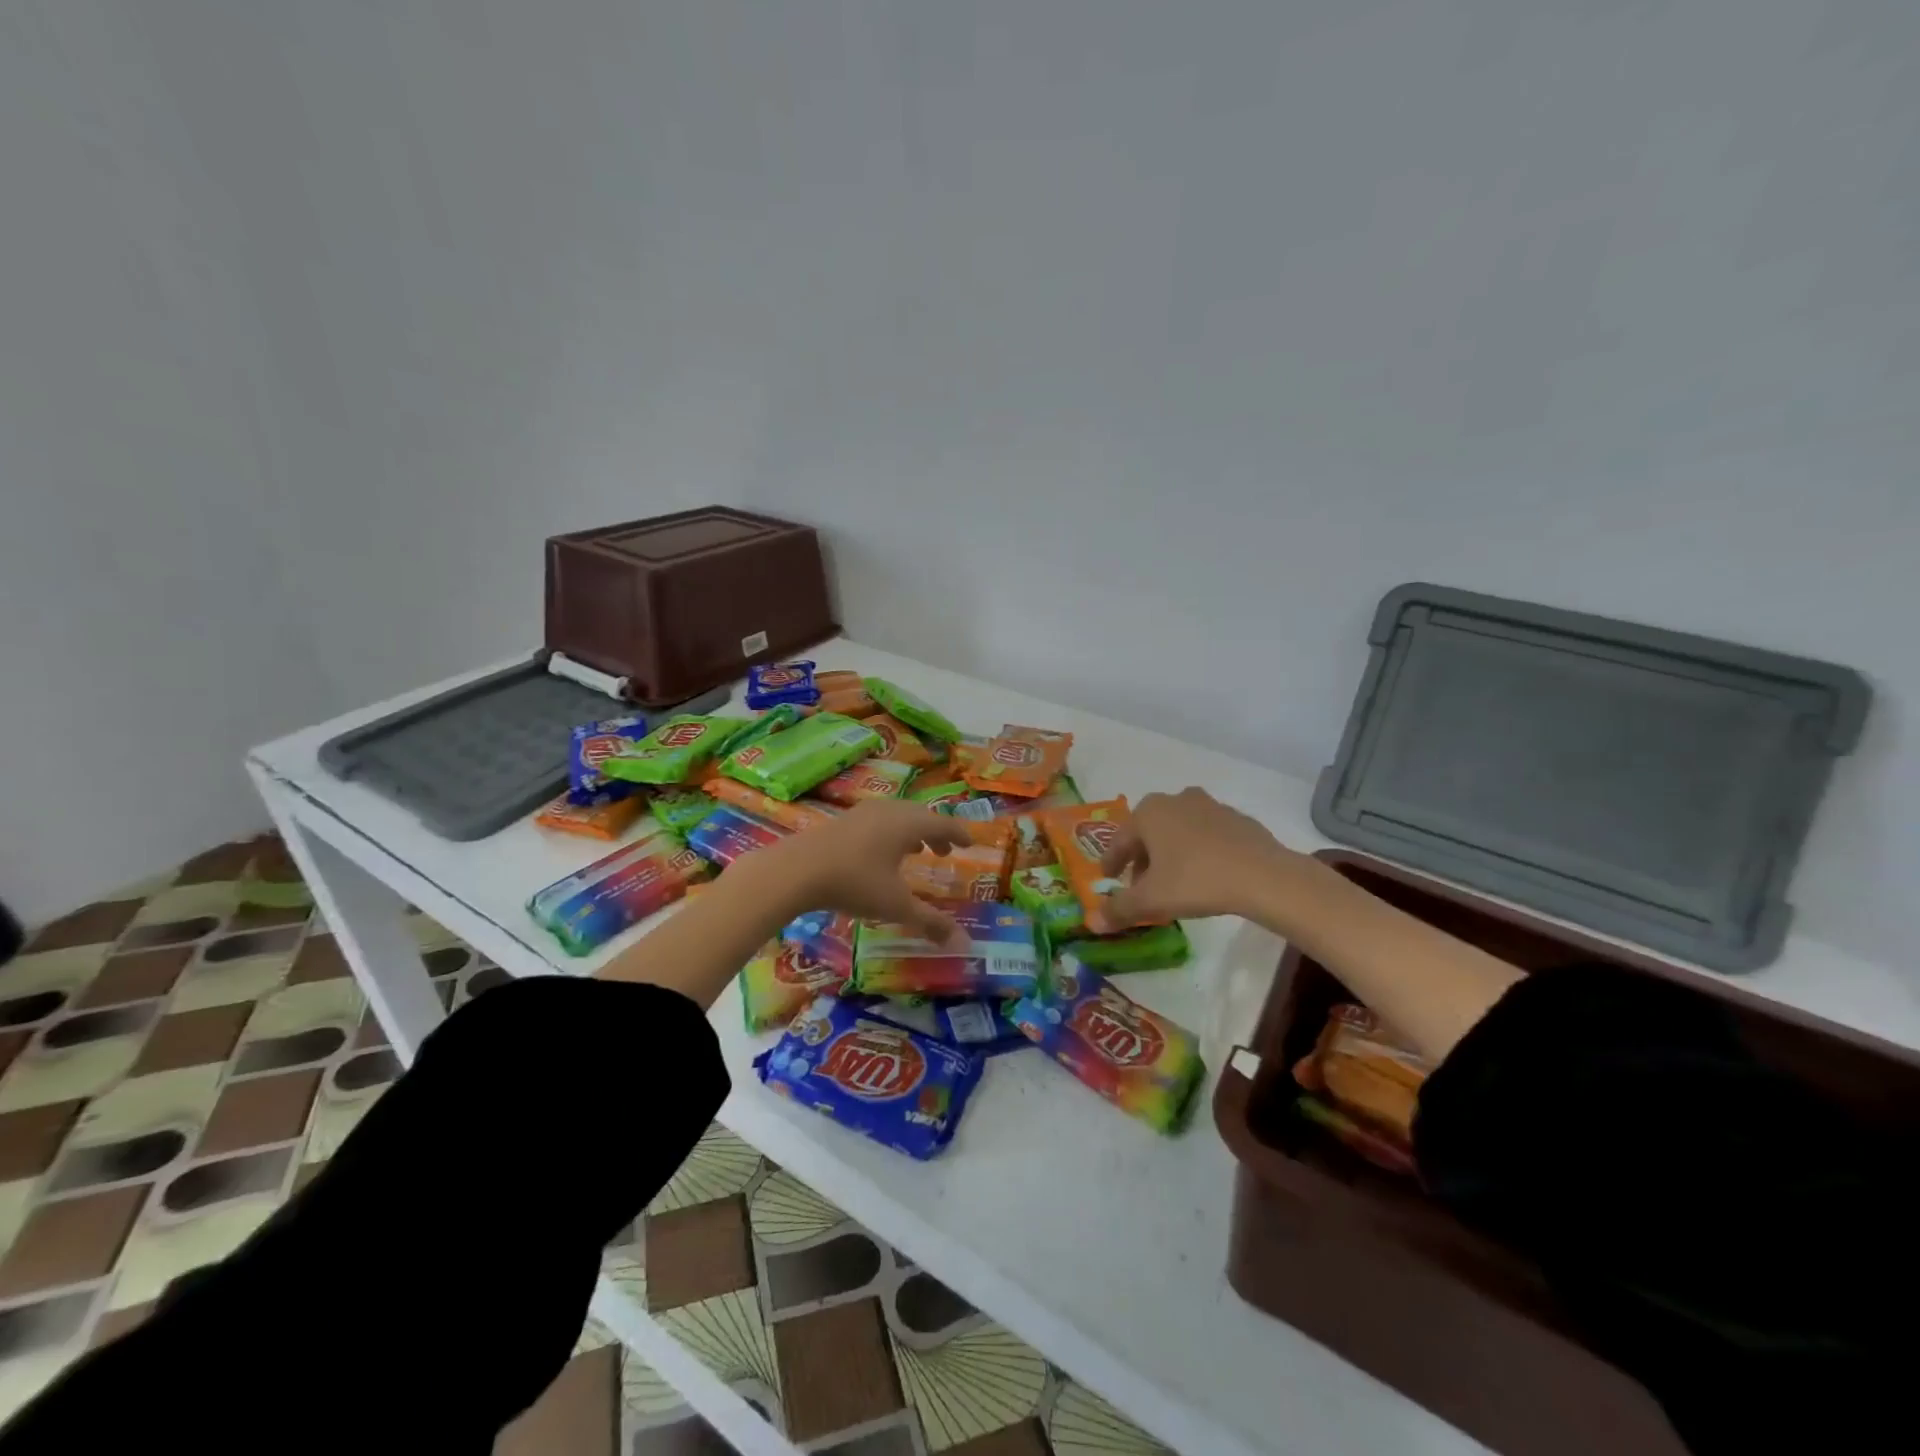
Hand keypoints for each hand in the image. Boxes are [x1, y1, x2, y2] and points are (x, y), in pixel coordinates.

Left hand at [763, 800, 970, 943]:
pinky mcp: (843, 820)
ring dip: (911, 832)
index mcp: (908, 824)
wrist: (796, 870)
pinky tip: (880, 854)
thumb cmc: (854, 883)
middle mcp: (889, 811)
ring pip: (897, 816)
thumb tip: (963, 942)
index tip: (970, 842)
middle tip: (944, 851)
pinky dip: (890, 833)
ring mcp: (863, 813)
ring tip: (915, 851)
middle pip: (920, 816)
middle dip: (935, 833)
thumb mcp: (895, 906)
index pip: (943, 824)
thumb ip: (929, 921)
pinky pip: (878, 821)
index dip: (959, 834)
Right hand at [1096, 787, 1296, 925]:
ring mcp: (1209, 806)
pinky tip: (1205, 874)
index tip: (1109, 880)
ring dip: (1170, 853)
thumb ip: (1119, 909)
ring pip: (1178, 831)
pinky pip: (1206, 835)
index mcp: (1149, 812)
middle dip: (1142, 858)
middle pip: (1149, 832)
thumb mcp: (1151, 900)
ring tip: (1173, 881)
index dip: (1111, 863)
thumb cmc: (1196, 880)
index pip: (1119, 840)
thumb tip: (1093, 922)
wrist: (1263, 875)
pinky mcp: (1237, 818)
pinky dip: (1198, 851)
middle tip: (1141, 885)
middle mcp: (1175, 800)